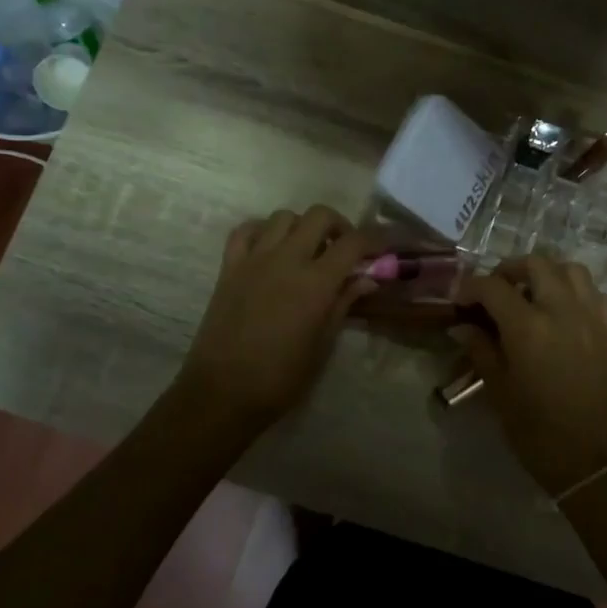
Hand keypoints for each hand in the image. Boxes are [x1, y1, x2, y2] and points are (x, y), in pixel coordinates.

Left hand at [176, 206, 379, 429]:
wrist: (222, 392)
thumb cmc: (281, 377)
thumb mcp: (323, 344)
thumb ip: (344, 303)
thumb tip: (366, 279)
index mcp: (316, 282)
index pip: (354, 242)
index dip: (375, 238)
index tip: (384, 246)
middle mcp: (286, 259)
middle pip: (319, 215)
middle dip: (339, 226)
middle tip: (344, 249)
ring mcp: (254, 259)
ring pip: (283, 216)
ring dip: (302, 226)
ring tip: (307, 250)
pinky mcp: (229, 267)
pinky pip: (245, 230)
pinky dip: (262, 231)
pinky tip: (270, 249)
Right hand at [454, 255, 606, 499]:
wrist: (597, 461)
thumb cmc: (539, 432)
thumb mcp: (500, 391)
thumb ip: (481, 350)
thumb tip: (461, 326)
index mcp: (529, 327)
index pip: (493, 286)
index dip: (470, 286)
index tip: (459, 298)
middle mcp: (563, 310)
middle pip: (535, 263)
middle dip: (509, 270)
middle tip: (495, 291)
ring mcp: (592, 316)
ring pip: (569, 269)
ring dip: (545, 272)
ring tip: (530, 293)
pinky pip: (593, 292)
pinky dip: (573, 289)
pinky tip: (561, 310)